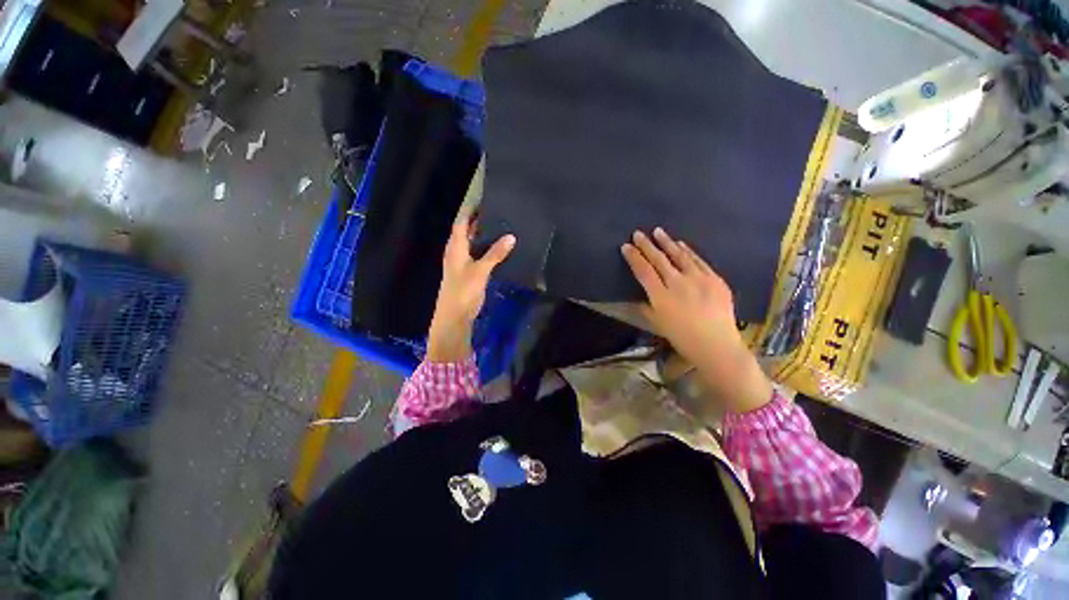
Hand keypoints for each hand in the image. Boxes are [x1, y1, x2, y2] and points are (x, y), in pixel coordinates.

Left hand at [427, 219, 515, 362]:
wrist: (454, 316)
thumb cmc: (463, 290)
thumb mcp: (481, 270)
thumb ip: (495, 254)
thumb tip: (511, 236)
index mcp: (455, 247)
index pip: (461, 222)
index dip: (471, 211)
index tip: (484, 201)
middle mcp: (457, 252)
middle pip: (467, 232)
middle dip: (479, 222)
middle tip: (498, 213)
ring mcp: (462, 263)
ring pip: (473, 244)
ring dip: (484, 236)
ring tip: (501, 227)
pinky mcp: (469, 273)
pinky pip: (478, 256)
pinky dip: (487, 250)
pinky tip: (499, 249)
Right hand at [621, 228, 771, 412]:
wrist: (717, 345)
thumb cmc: (682, 338)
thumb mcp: (657, 323)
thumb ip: (644, 307)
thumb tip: (636, 296)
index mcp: (661, 296)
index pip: (643, 271)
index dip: (634, 257)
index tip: (626, 246)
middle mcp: (678, 283)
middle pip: (659, 260)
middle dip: (646, 245)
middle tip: (638, 233)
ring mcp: (699, 279)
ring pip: (679, 256)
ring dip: (667, 242)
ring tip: (659, 232)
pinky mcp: (715, 279)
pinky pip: (699, 261)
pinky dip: (689, 251)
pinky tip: (682, 244)